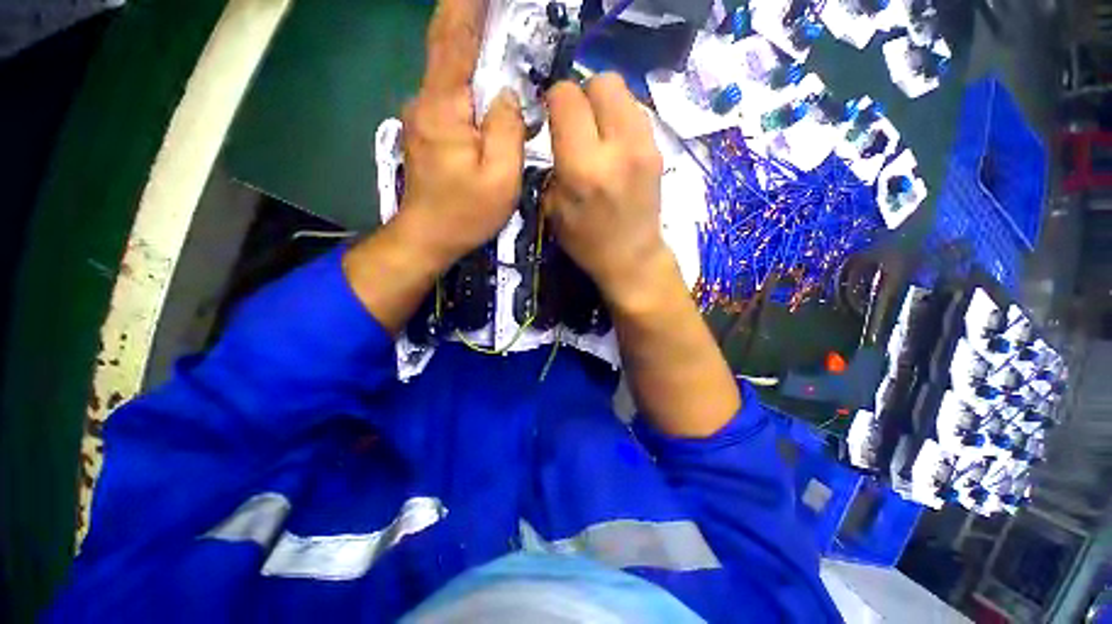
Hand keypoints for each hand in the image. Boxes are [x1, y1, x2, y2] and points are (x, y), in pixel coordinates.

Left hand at [397, 0, 524, 266]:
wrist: (427, 236)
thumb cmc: (465, 213)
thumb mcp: (500, 178)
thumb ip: (507, 130)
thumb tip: (505, 94)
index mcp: (444, 108)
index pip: (454, 38)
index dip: (468, 4)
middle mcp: (425, 101)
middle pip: (444, 44)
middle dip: (464, 11)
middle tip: (489, 1)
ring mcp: (422, 115)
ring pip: (445, 68)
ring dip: (466, 42)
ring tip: (491, 25)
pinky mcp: (426, 130)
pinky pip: (447, 92)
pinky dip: (463, 73)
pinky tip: (480, 75)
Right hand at [543, 74, 669, 307]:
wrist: (632, 258)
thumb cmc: (587, 242)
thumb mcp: (553, 210)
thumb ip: (552, 164)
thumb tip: (555, 131)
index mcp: (584, 167)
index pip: (566, 98)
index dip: (554, 99)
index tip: (551, 116)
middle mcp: (617, 147)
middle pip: (601, 81)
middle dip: (582, 92)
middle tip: (576, 120)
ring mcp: (644, 146)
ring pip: (624, 91)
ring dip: (604, 103)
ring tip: (597, 131)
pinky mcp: (658, 150)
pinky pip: (637, 112)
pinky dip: (621, 117)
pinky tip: (615, 143)